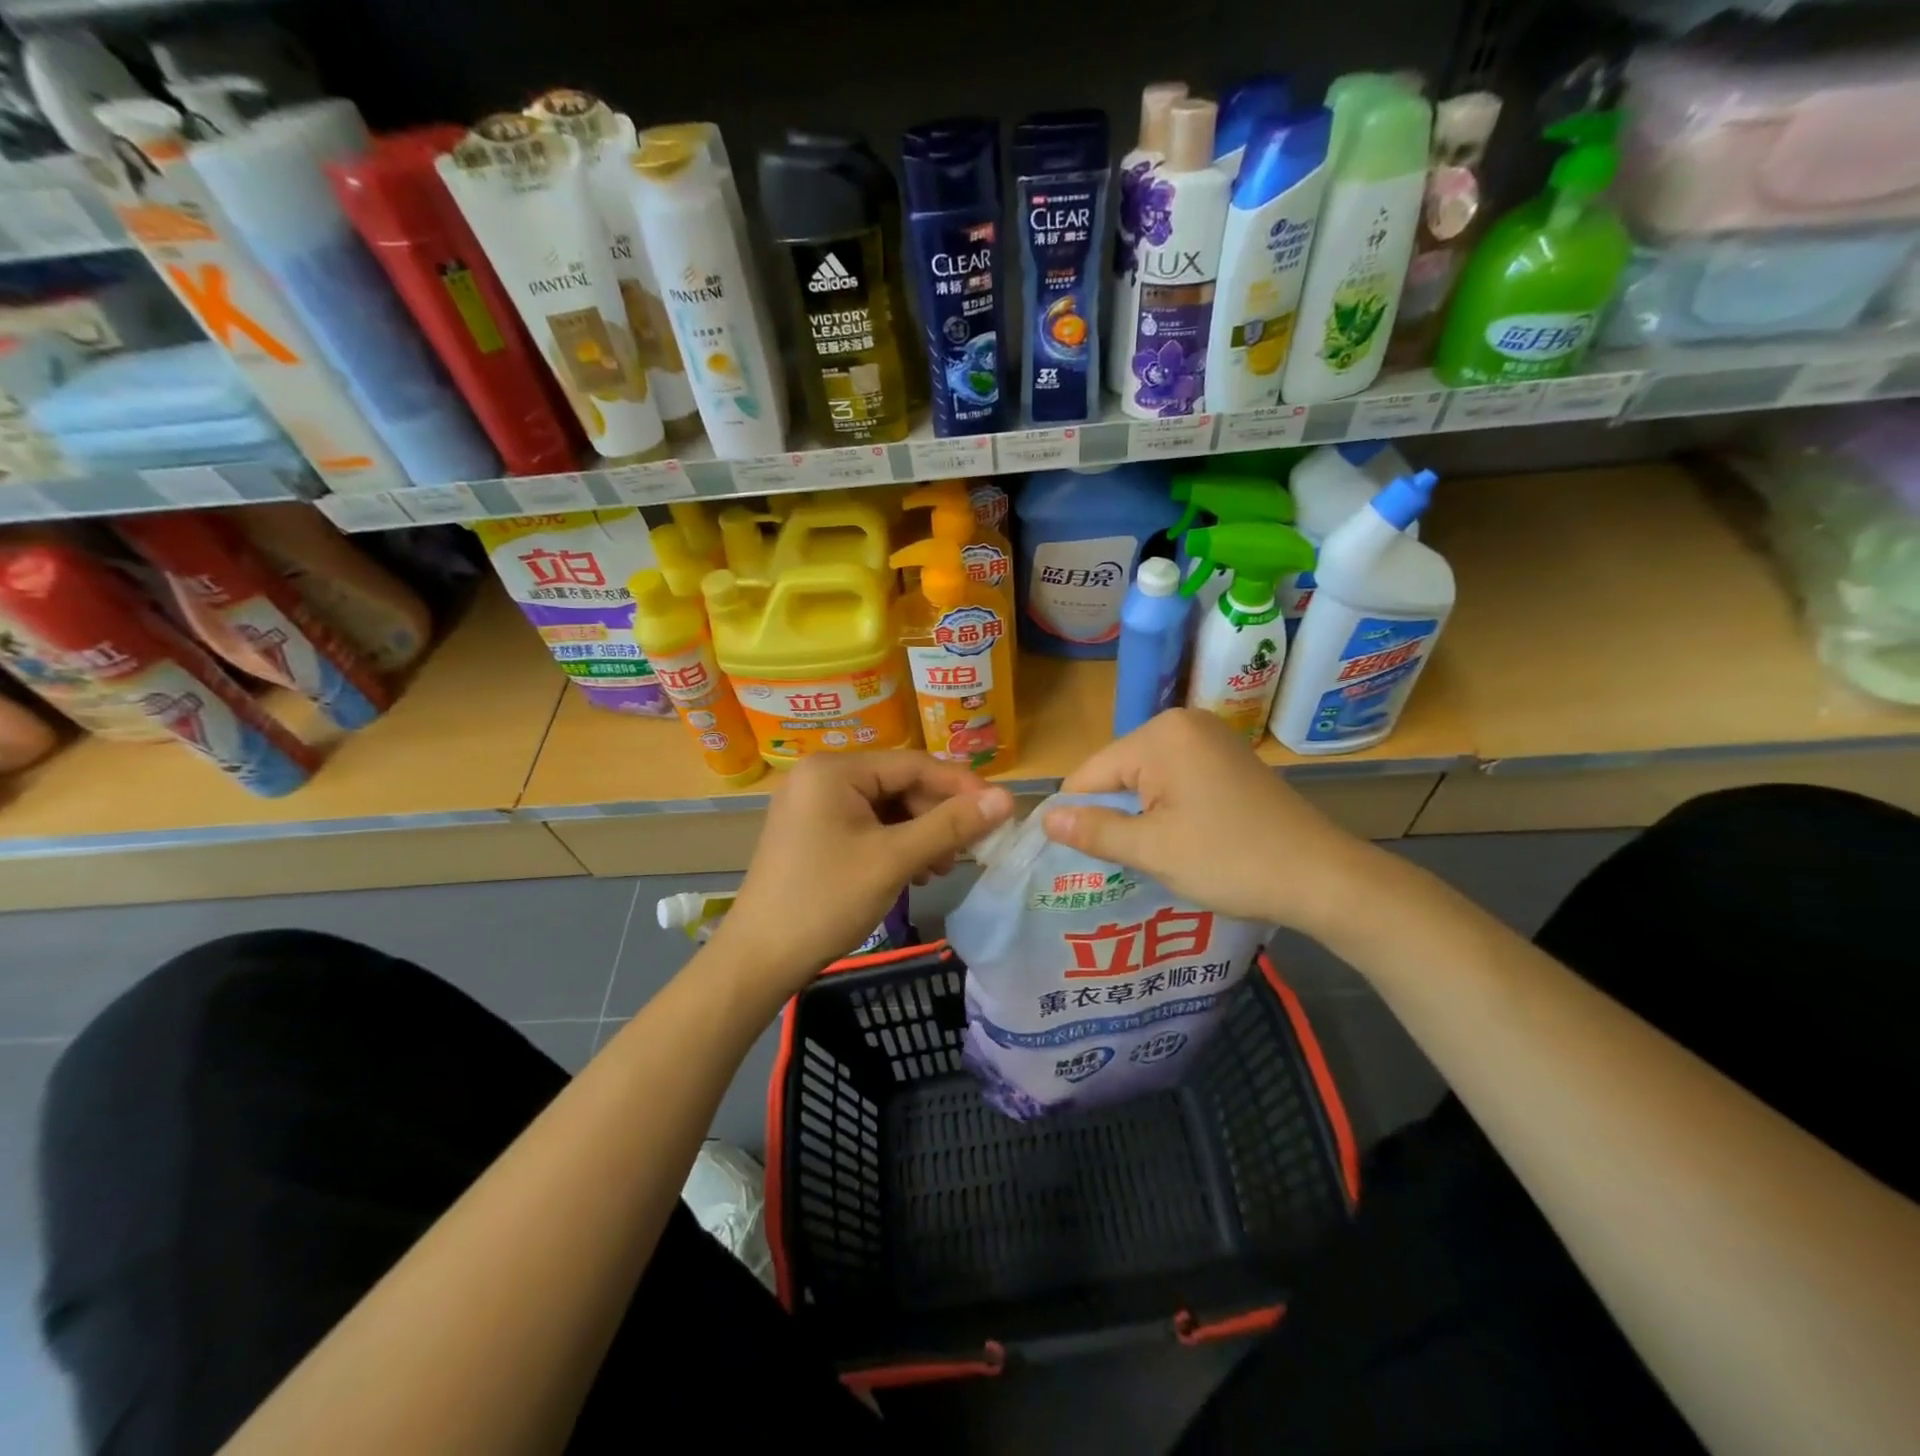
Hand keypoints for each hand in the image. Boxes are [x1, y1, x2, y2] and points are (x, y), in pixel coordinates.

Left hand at [710, 752, 1013, 998]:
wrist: (759, 960)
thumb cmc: (826, 901)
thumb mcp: (894, 860)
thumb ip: (951, 826)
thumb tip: (1006, 799)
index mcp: (834, 770)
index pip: (913, 764)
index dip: (961, 786)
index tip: (1000, 810)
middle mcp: (821, 777)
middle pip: (899, 784)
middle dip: (937, 816)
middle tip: (968, 851)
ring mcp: (813, 805)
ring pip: (886, 807)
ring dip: (920, 834)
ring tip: (940, 869)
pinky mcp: (812, 832)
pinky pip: (867, 826)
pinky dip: (895, 845)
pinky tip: (914, 872)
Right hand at [1042, 709, 1377, 935]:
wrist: (1322, 877)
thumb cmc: (1230, 860)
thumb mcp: (1152, 850)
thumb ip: (1094, 831)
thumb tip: (1046, 820)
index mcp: (1161, 736)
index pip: (1091, 773)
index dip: (1076, 815)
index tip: (1074, 857)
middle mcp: (1184, 724)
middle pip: (1118, 771)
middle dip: (1112, 813)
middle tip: (1115, 863)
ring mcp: (1210, 738)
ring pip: (1146, 777)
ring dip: (1140, 813)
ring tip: (1144, 855)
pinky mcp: (1228, 758)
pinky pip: (1176, 778)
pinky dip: (1167, 807)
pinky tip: (1176, 839)